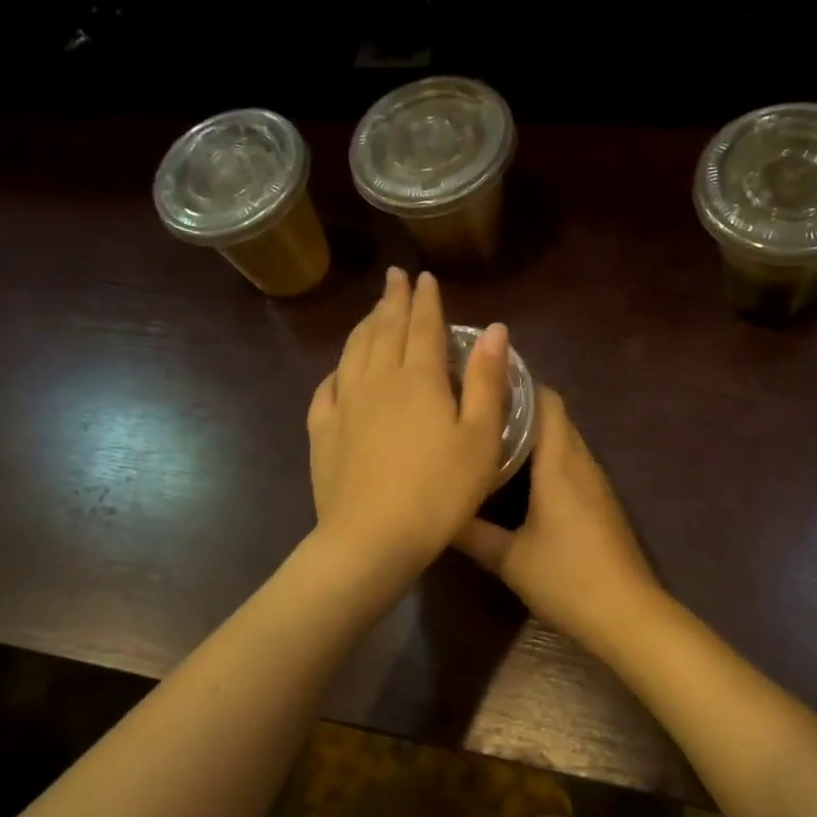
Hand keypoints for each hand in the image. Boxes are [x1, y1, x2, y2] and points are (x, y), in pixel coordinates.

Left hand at [307, 268, 510, 578]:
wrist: (372, 538)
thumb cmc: (439, 491)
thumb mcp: (480, 438)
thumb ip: (486, 381)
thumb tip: (493, 329)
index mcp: (418, 378)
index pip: (422, 325)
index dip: (426, 300)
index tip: (423, 277)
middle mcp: (377, 380)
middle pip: (383, 329)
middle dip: (392, 300)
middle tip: (394, 278)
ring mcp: (344, 405)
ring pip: (353, 352)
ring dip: (364, 326)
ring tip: (371, 312)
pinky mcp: (322, 432)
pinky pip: (327, 388)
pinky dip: (337, 370)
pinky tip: (339, 371)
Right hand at [455, 387, 661, 653]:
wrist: (626, 614)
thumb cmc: (566, 578)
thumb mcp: (508, 559)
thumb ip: (470, 533)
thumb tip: (436, 511)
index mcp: (559, 463)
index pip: (545, 400)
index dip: (517, 383)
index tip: (480, 379)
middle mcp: (581, 463)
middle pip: (555, 416)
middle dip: (519, 406)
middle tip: (476, 409)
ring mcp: (596, 483)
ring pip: (564, 441)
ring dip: (534, 434)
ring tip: (489, 438)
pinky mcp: (601, 503)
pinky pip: (571, 464)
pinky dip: (547, 458)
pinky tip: (520, 479)